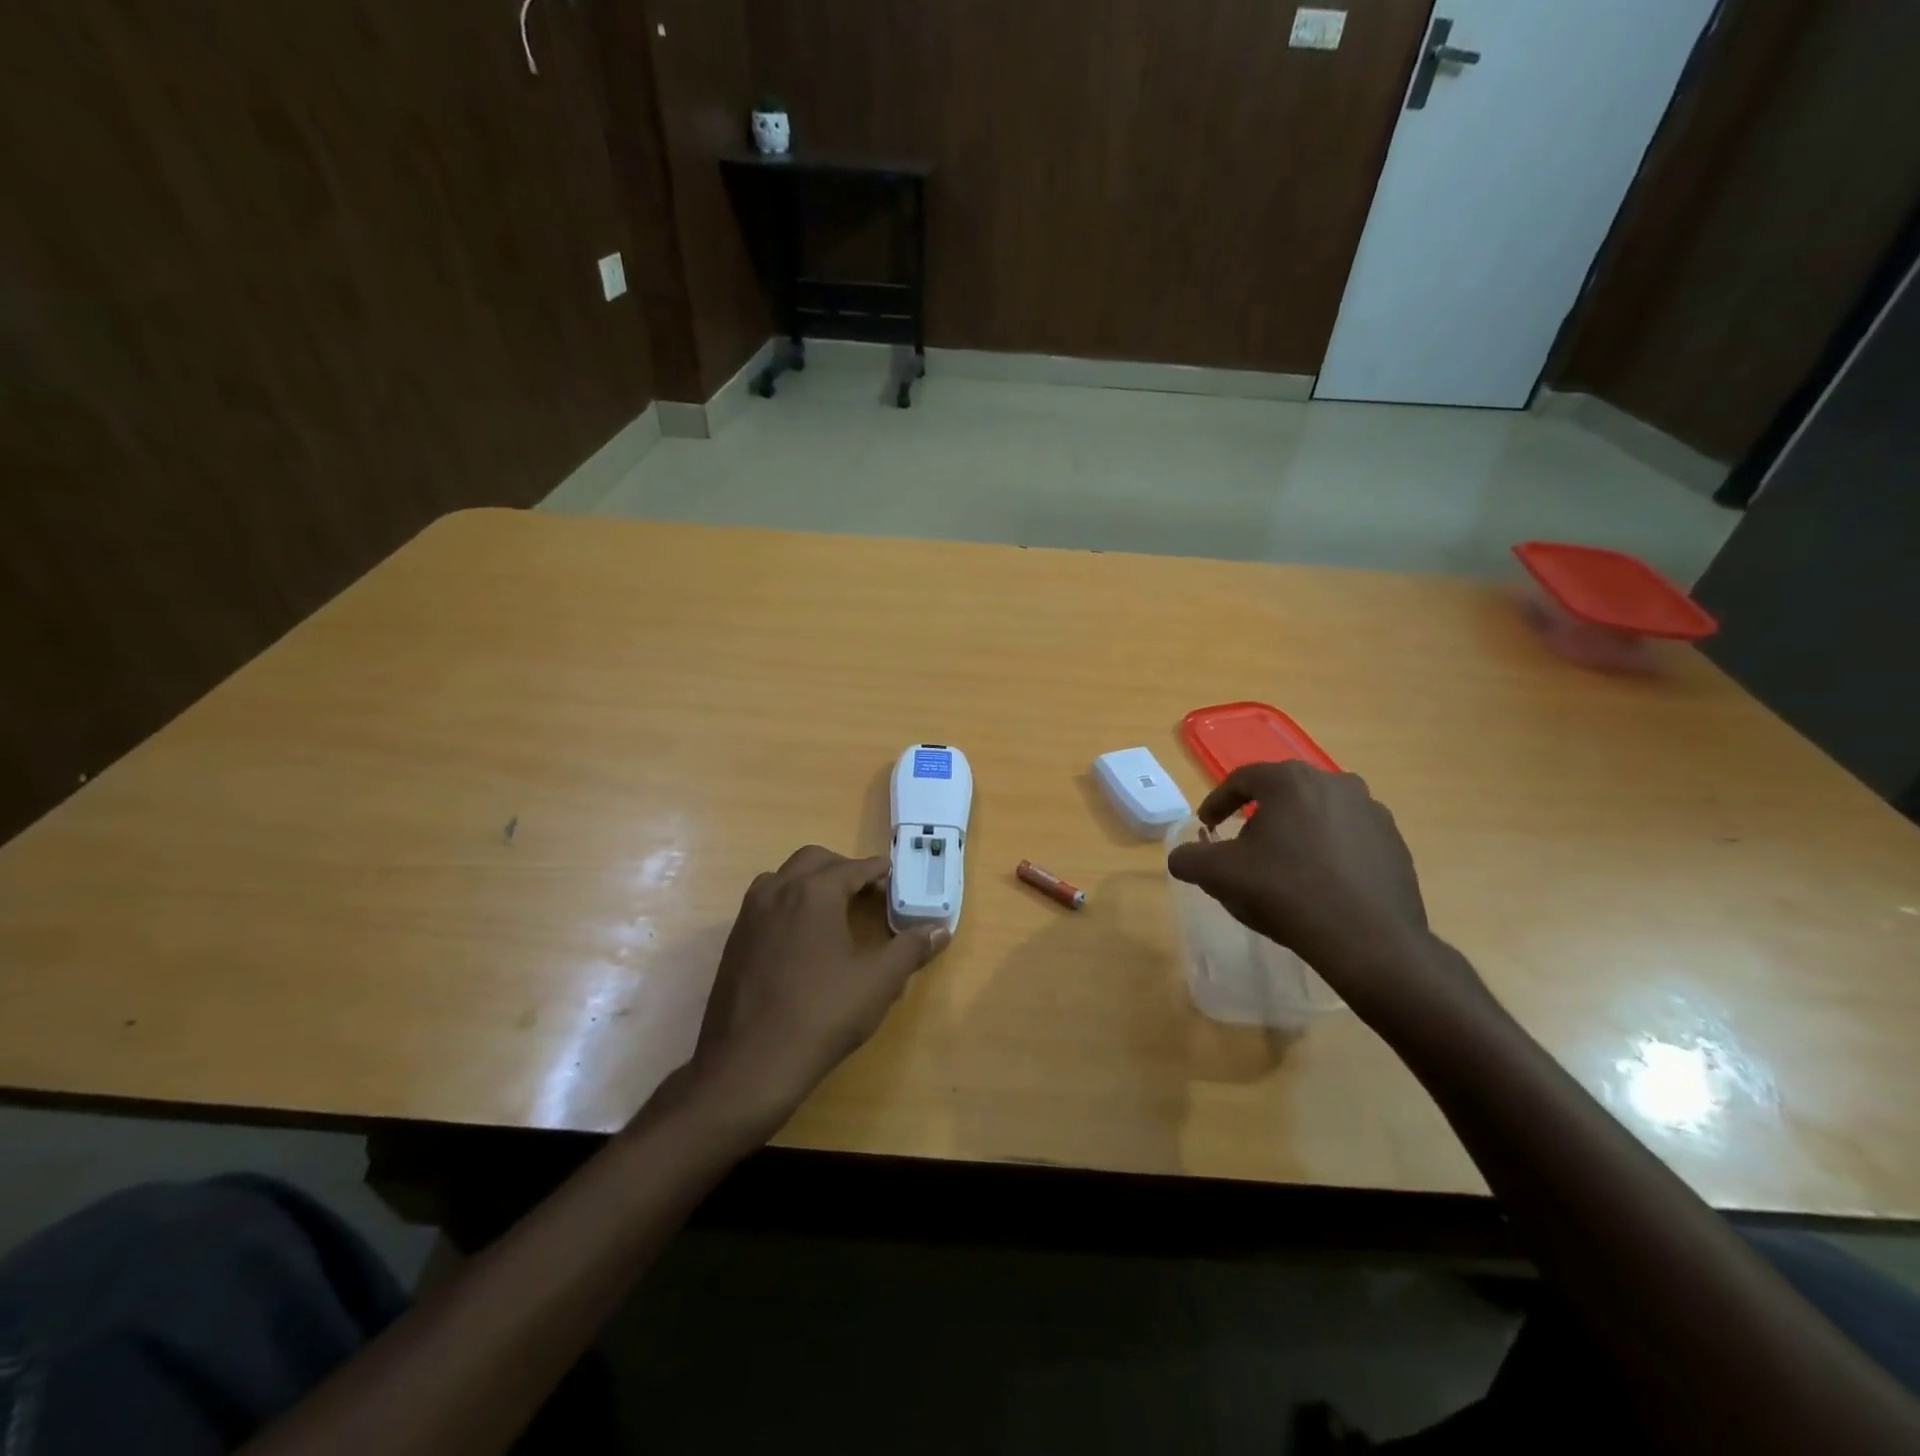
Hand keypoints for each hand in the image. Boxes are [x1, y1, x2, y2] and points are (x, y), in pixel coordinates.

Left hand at [689, 845, 948, 1130]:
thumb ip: (911, 949)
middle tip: (867, 890)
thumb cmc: (822, 1015)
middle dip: (843, 868)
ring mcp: (750, 914)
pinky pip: (766, 902)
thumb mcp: (878, 982)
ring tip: (835, 909)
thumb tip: (940, 929)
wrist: (749, 1064)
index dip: (877, 870)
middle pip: (814, 860)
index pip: (853, 867)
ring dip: (811, 881)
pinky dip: (789, 902)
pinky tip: (804, 937)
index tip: (894, 876)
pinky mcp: (735, 939)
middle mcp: (778, 891)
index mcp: (814, 892)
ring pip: (784, 877)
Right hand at [1166, 762, 1474, 1017]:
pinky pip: (1349, 838)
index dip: (1217, 802)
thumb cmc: (1285, 892)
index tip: (1207, 825)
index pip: (1242, 779)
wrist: (1368, 940)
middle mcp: (1335, 783)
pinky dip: (1329, 852)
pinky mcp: (1395, 843)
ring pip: (1319, 814)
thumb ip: (1189, 859)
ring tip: (1283, 866)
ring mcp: (1372, 812)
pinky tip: (1320, 884)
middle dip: (1259, 816)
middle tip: (1243, 846)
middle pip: (1283, 794)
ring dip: (1296, 832)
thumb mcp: (1219, 875)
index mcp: (1290, 781)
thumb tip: (1181, 857)